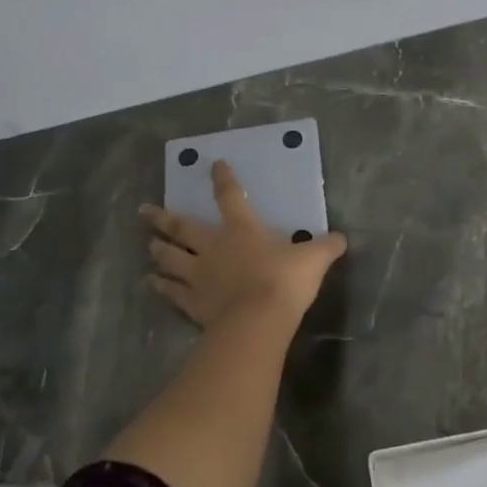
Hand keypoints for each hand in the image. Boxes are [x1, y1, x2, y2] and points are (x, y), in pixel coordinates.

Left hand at [140, 159, 347, 336]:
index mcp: (242, 229)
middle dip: (164, 218)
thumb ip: (326, 247)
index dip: (223, 180)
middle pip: (183, 229)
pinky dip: (161, 287)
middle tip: (145, 210)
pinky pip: (173, 292)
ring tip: (148, 245)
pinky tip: (152, 284)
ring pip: (171, 259)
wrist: (259, 321)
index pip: (231, 197)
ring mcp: (199, 276)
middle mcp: (214, 247)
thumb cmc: (285, 281)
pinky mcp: (193, 303)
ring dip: (159, 251)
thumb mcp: (314, 259)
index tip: (213, 165)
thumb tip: (342, 238)